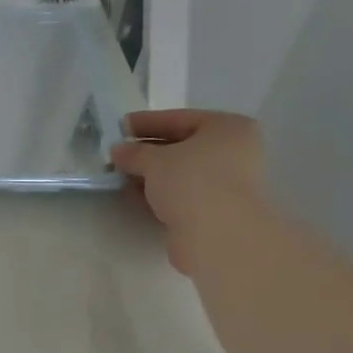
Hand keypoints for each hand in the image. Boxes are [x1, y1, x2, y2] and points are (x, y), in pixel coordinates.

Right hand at [110, 109, 264, 273]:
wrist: (218, 234)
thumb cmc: (192, 180)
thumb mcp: (155, 160)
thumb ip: (134, 152)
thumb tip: (118, 151)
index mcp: (228, 127)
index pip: (180, 118)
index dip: (147, 121)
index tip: (121, 126)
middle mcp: (234, 152)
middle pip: (183, 147)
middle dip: (148, 151)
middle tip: (119, 154)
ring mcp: (228, 184)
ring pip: (182, 174)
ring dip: (152, 175)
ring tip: (122, 176)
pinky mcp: (216, 212)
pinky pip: (183, 195)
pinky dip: (161, 194)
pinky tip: (137, 196)